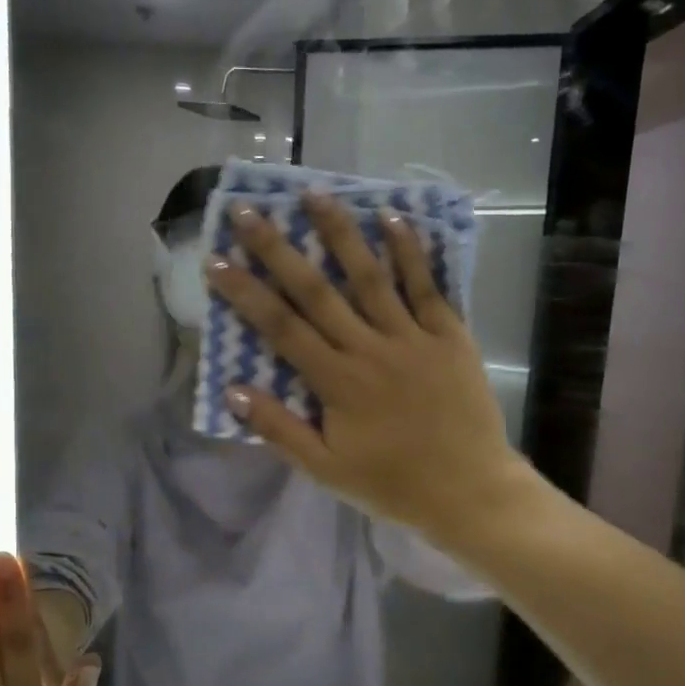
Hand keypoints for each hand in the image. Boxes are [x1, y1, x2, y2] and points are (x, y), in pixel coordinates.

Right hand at [205, 193, 528, 543]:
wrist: (468, 491)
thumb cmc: (391, 484)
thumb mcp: (325, 469)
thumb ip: (279, 429)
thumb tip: (233, 391)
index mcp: (336, 381)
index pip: (280, 328)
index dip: (245, 293)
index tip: (216, 260)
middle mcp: (369, 348)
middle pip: (316, 291)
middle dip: (278, 249)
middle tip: (249, 211)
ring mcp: (412, 337)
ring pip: (370, 276)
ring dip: (341, 233)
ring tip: (315, 194)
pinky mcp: (450, 335)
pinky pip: (427, 286)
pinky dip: (410, 253)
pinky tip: (393, 218)